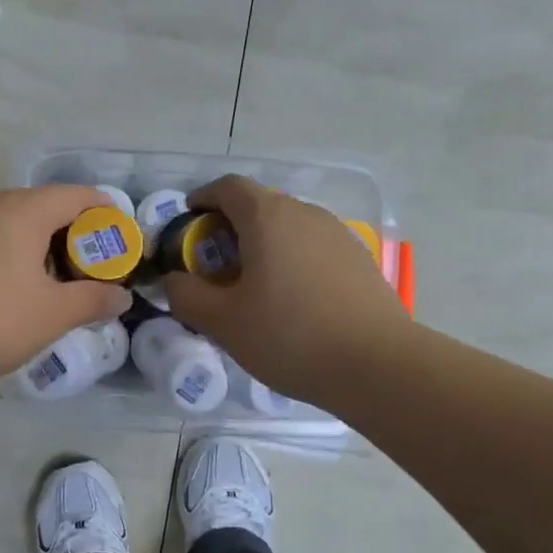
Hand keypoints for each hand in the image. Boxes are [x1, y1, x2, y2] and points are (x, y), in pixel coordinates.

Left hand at [0, 185, 132, 391]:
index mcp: (24, 210)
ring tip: (47, 284)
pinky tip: (2, 291)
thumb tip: (121, 296)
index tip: (120, 244)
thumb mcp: (51, 315)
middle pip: (43, 206)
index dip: (107, 215)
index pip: (78, 196)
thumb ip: (92, 301)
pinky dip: (5, 255)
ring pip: (9, 223)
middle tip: (87, 271)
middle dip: (72, 235)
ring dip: (36, 246)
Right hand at [166, 176, 408, 410]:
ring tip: (251, 285)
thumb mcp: (222, 322)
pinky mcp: (359, 260)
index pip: (228, 187)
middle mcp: (305, 213)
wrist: (377, 365)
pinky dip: (290, 260)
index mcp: (268, 217)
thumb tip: (174, 279)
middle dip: (229, 227)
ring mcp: (338, 235)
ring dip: (262, 245)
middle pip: (259, 205)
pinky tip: (290, 300)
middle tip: (213, 265)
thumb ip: (186, 295)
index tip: (189, 222)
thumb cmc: (289, 336)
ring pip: (288, 228)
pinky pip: (312, 248)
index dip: (203, 198)